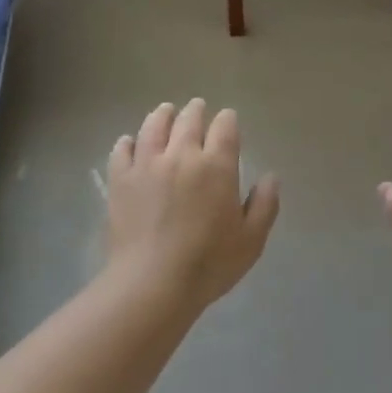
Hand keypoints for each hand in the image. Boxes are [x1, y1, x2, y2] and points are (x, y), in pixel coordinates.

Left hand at [106, 99, 280, 312]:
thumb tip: (271, 177)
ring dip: (162, 115)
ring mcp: (147, 164)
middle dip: (196, 111)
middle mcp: (182, 155)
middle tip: (197, 108)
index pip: (225, 126)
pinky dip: (128, 142)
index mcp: (217, 165)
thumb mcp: (251, 240)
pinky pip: (122, 149)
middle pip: (189, 119)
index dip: (228, 120)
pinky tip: (130, 142)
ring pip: (154, 126)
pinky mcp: (120, 179)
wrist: (152, 283)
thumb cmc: (208, 264)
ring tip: (165, 111)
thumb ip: (265, 205)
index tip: (228, 121)